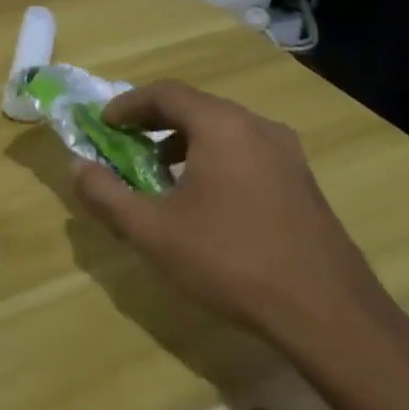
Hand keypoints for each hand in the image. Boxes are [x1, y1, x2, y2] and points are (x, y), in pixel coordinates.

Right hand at [72, 81, 392, 351]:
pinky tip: (205, 201)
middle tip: (126, 145)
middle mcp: (257, 127)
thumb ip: (106, 195)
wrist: (330, 316)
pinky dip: (214, 159)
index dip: (127, 104)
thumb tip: (78, 168)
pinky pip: (247, 153)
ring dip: (184, 142)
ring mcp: (288, 155)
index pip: (165, 93)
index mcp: (222, 126)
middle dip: (154, 122)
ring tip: (160, 174)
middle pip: (196, 107)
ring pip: (223, 130)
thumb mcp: (151, 231)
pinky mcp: (304, 184)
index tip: (103, 124)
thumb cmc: (231, 261)